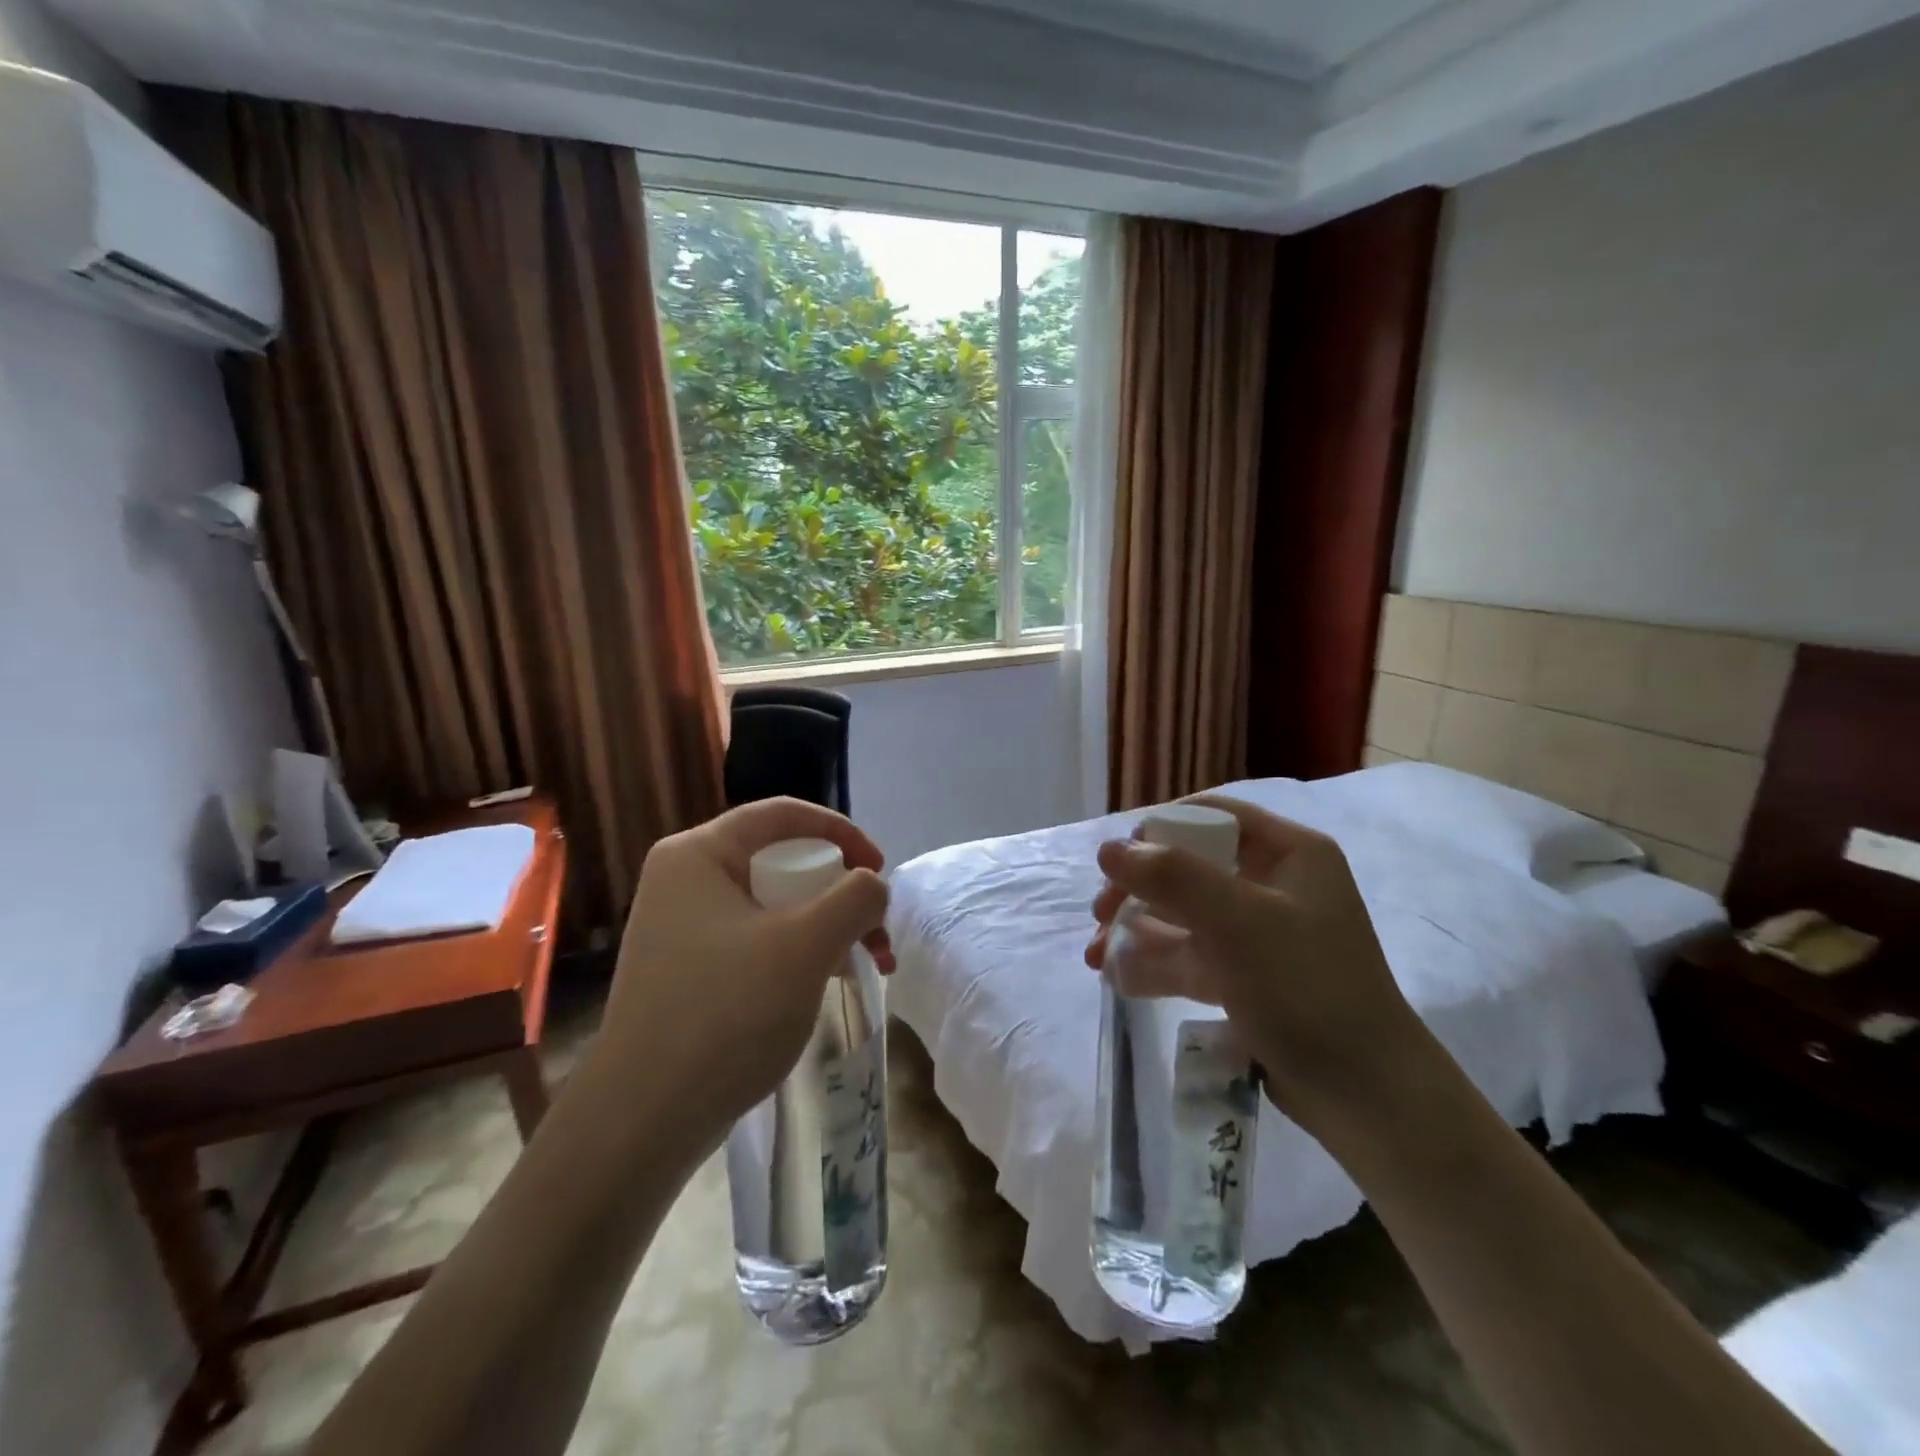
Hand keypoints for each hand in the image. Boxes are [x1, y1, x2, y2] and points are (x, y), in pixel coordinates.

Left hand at [597, 798, 892, 1151]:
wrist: (644, 1120)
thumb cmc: (726, 1014)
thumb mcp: (806, 945)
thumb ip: (855, 898)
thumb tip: (872, 886)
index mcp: (698, 854)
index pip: (782, 814)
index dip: (841, 832)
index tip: (879, 870)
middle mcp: (684, 880)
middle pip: (782, 861)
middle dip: (840, 892)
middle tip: (876, 929)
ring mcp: (682, 928)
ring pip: (774, 905)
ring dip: (827, 926)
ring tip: (867, 965)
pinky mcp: (689, 969)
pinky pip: (757, 939)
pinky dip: (799, 952)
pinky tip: (827, 983)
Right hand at [1085, 796, 1425, 1125]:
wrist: (1364, 1096)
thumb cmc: (1307, 989)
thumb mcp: (1238, 922)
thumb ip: (1172, 877)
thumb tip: (1108, 849)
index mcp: (1290, 854)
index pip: (1215, 816)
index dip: (1162, 829)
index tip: (1120, 859)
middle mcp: (1273, 885)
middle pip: (1190, 866)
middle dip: (1139, 888)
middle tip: (1100, 912)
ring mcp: (1257, 935)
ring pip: (1183, 915)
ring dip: (1135, 929)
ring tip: (1095, 955)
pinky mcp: (1245, 978)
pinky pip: (1189, 956)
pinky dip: (1153, 962)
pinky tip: (1115, 976)